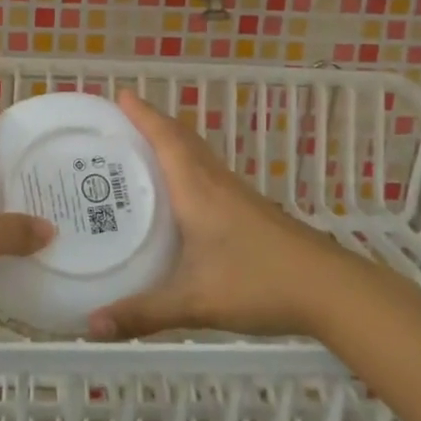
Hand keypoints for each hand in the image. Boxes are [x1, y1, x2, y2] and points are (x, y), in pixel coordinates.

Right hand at [88, 90, 360, 341]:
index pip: (166, 139)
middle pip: (183, 139)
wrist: (330, 290)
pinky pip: (210, 176)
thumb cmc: (259, 283)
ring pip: (199, 157)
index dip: (143, 114)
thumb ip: (142, 313)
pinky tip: (181, 197)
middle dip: (153, 124)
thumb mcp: (194, 302)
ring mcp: (238, 197)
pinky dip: (188, 169)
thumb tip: (91, 326)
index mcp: (198, 190)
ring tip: (142, 153)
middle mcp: (216, 184)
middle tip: (121, 122)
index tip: (121, 93)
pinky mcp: (251, 212)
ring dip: (172, 144)